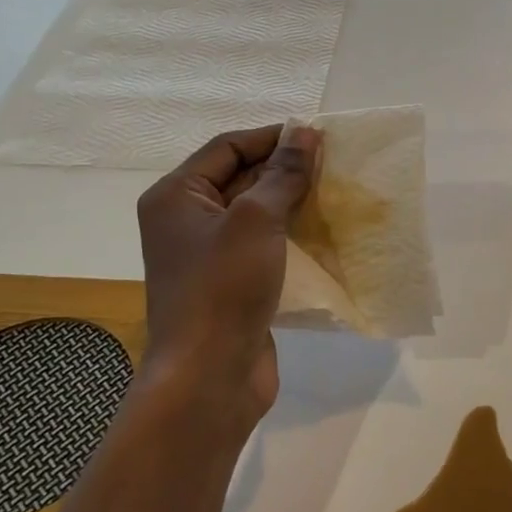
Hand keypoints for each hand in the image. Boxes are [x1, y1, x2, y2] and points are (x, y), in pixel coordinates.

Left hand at [137, 124, 320, 427]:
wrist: (208, 378)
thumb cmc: (223, 288)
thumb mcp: (256, 219)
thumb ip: (282, 174)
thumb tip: (305, 133)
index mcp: (176, 196)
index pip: (228, 147)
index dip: (273, 137)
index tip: (319, 137)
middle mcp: (185, 221)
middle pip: (240, 177)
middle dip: (285, 170)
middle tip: (334, 165)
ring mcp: (207, 256)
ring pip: (255, 213)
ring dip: (292, 202)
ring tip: (335, 194)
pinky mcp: (229, 284)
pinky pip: (262, 246)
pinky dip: (289, 236)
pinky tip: (323, 234)